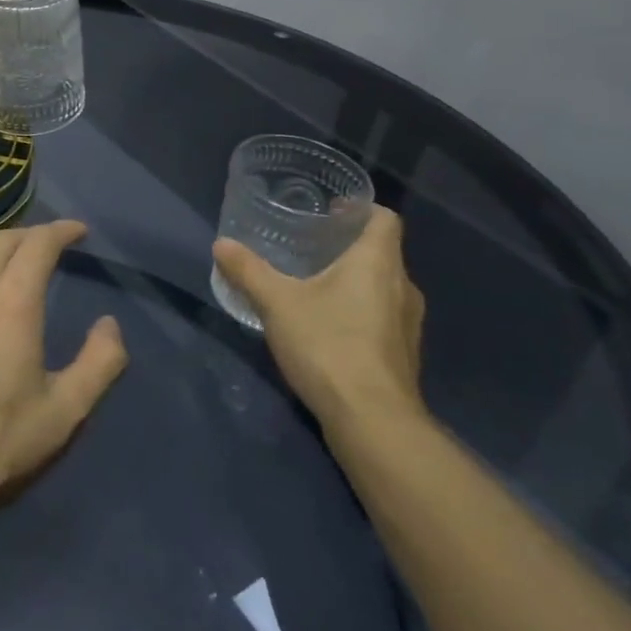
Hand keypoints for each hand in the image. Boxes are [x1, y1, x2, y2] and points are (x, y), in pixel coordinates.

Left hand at [0, 221, 128, 509]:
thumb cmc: (0, 440)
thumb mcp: (66, 411)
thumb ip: (99, 363)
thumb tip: (110, 325)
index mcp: (12, 302)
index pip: (37, 244)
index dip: (61, 230)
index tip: (79, 231)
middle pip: (2, 240)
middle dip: (32, 234)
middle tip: (53, 245)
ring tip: (15, 258)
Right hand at [213, 206, 426, 438]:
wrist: (372, 421)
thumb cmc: (328, 345)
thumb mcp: (277, 303)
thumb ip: (249, 271)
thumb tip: (221, 244)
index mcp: (378, 263)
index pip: (384, 219)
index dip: (361, 209)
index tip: (331, 210)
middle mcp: (403, 287)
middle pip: (382, 253)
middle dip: (349, 246)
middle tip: (310, 244)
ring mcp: (408, 325)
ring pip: (383, 287)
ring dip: (355, 281)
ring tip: (315, 283)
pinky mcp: (403, 355)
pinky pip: (383, 317)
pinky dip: (359, 311)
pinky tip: (328, 325)